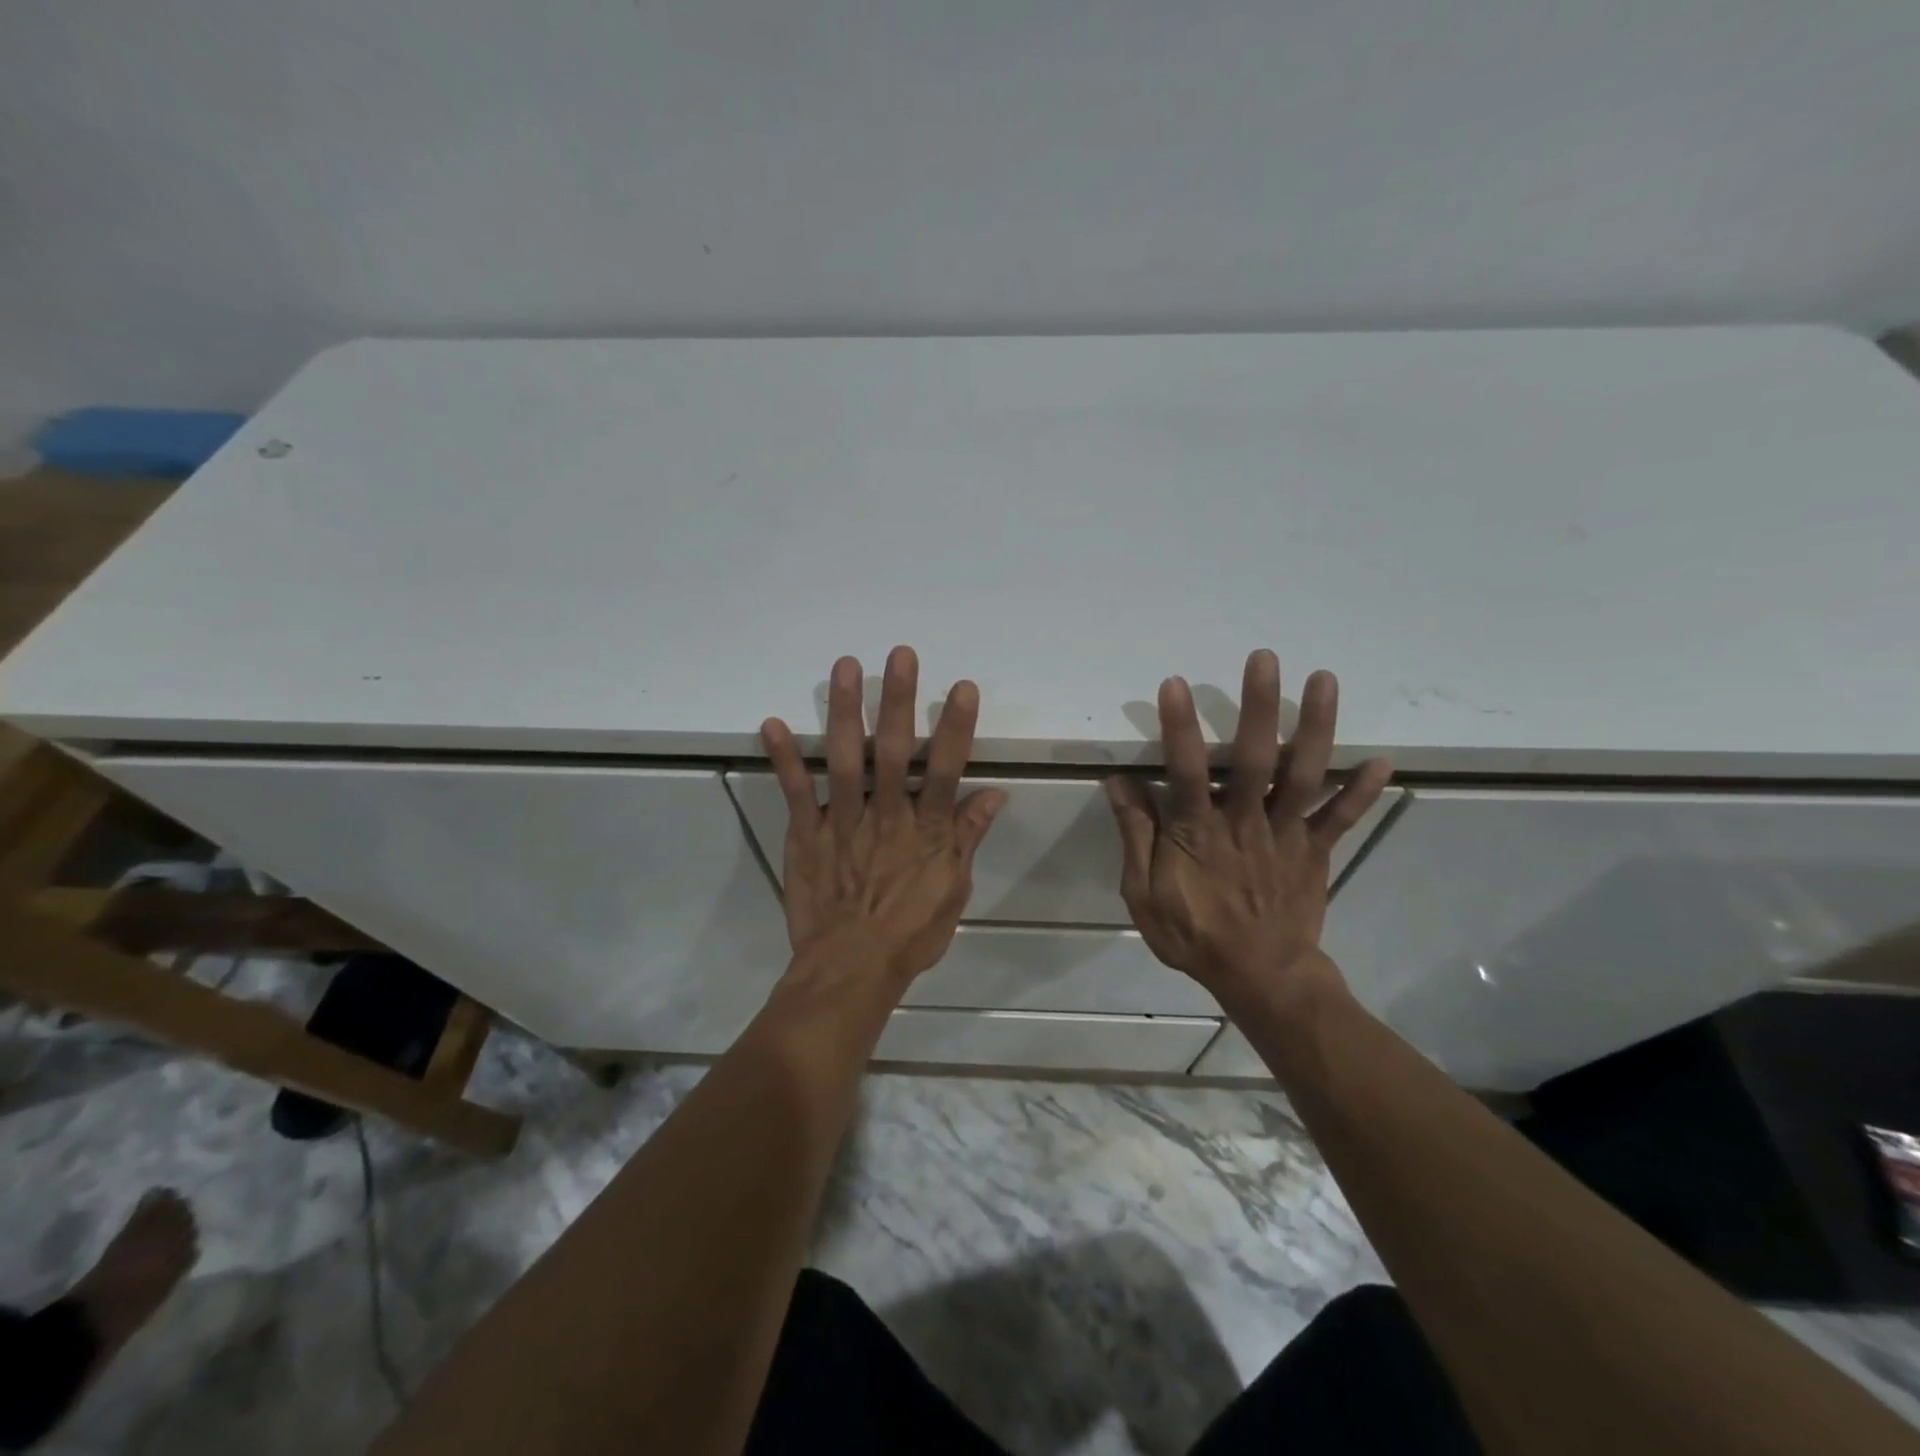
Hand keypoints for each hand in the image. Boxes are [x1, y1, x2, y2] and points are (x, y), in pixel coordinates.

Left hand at [762, 647, 1005, 985]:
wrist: (850, 971)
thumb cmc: (909, 934)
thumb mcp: (953, 891)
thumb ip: (967, 838)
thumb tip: (993, 795)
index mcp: (926, 831)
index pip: (946, 770)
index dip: (956, 727)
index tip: (962, 687)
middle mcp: (886, 816)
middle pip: (895, 751)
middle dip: (899, 700)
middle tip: (900, 655)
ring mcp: (843, 822)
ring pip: (846, 758)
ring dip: (845, 711)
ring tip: (845, 668)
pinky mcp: (807, 835)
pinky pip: (796, 792)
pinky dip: (785, 758)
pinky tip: (773, 722)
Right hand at [1104, 650, 1391, 998]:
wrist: (1260, 978)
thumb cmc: (1194, 935)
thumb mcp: (1144, 893)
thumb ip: (1135, 835)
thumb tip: (1119, 782)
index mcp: (1198, 832)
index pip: (1186, 771)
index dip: (1180, 727)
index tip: (1174, 684)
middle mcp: (1245, 822)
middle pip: (1255, 758)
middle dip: (1259, 706)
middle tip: (1264, 658)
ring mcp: (1287, 834)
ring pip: (1302, 774)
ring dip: (1315, 726)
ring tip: (1324, 679)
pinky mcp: (1315, 851)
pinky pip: (1341, 818)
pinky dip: (1361, 791)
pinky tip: (1382, 760)